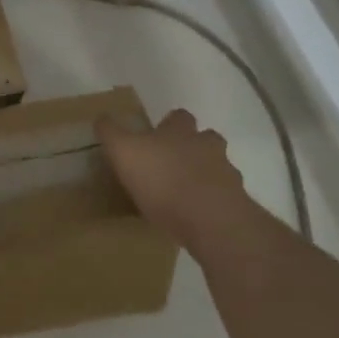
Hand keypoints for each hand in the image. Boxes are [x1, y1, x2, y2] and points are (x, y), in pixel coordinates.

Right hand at [98, 109, 248, 249]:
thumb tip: (101, 117)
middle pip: (206, 139)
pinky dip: (212, 205)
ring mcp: (227, 176)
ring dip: (204, 176)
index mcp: (181, 131)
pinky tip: (196, 218)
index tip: (157, 135)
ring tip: (184, 195)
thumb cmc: (164, 180)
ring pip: (218, 169)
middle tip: (171, 164)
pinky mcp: (237, 206)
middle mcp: (208, 147)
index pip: (179, 116)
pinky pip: (224, 200)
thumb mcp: (124, 151)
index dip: (169, 123)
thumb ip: (111, 132)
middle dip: (193, 148)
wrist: (212, 222)